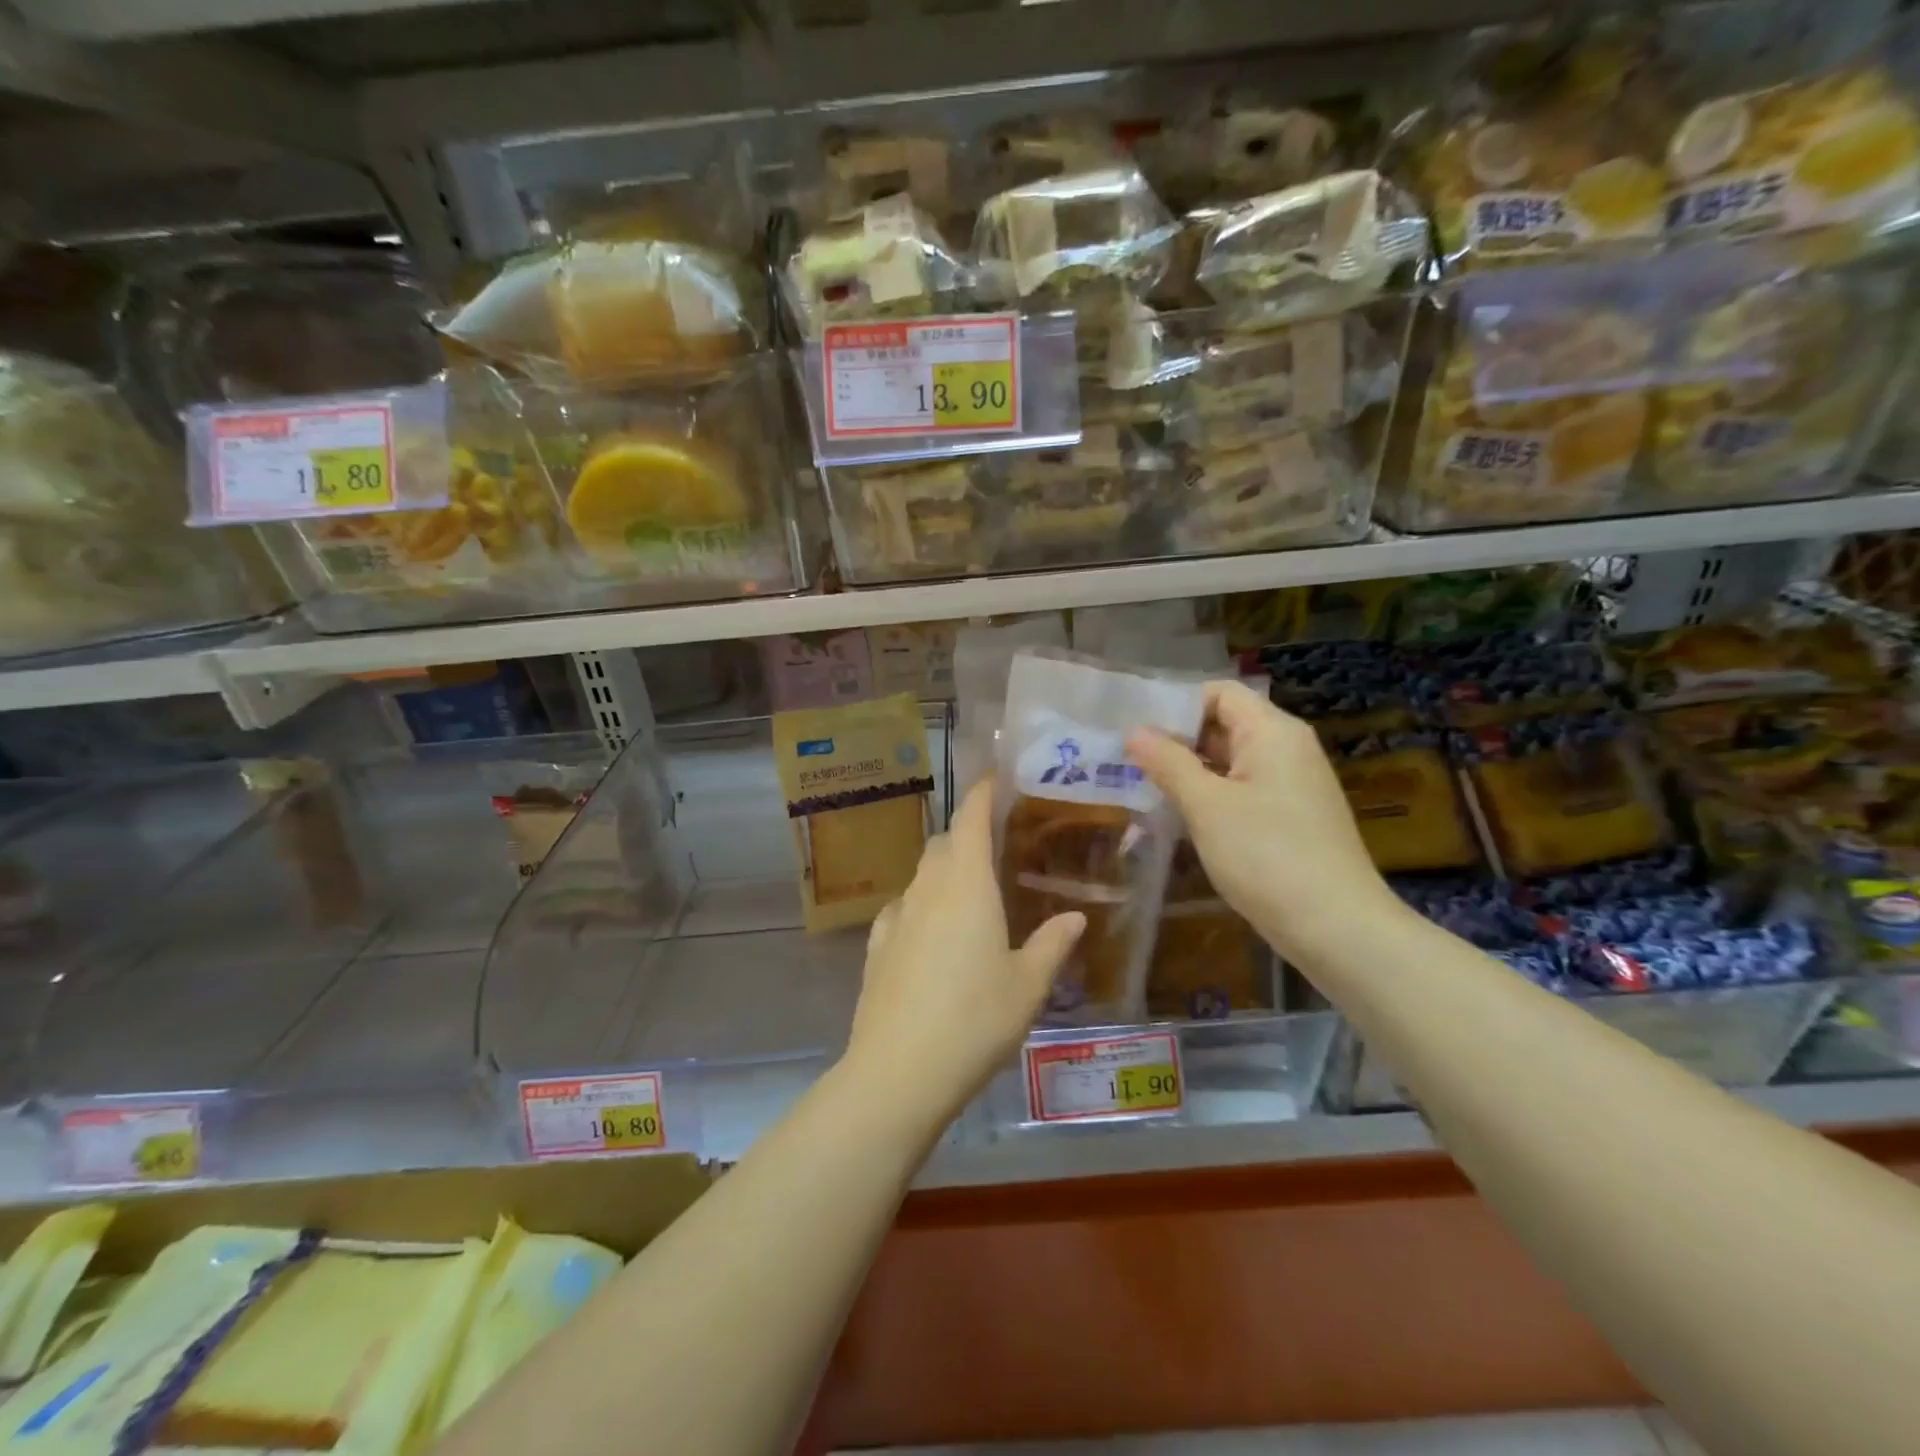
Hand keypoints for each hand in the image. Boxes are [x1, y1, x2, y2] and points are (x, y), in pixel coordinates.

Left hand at [843, 782, 1084, 1129]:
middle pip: (944, 843)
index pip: (970, 818)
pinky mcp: (876, 946)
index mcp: (966, 884)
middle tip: (998, 848)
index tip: (996, 779)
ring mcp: (896, 916)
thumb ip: (1052, 944)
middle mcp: (927, 888)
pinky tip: (934, 933)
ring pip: (922, 875)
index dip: (982, 793)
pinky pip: (903, 908)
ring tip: (972, 894)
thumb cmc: (975, 1019)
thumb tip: (1075, 916)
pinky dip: (922, 905)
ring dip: (945, 871)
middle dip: (967, 835)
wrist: (898, 1071)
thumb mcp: (1028, 985)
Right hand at [1127, 679, 1397, 965]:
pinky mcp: (1292, 817)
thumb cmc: (1267, 855)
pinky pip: (1244, 790)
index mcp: (1272, 731)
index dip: (1176, 706)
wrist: (1337, 928)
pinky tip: (1182, 819)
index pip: (1218, 693)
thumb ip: (1169, 763)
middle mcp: (1287, 749)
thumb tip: (1135, 731)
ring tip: (1144, 789)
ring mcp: (1293, 785)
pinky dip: (1212, 797)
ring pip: (1231, 761)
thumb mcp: (1206, 806)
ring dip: (1191, 772)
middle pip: (1224, 724)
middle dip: (1177, 741)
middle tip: (1128, 763)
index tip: (1136, 733)